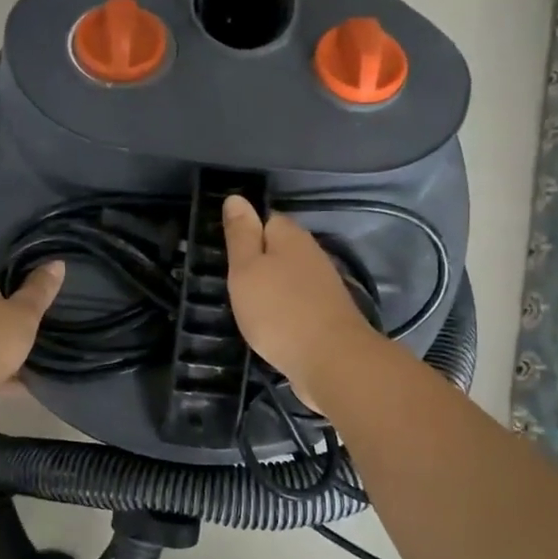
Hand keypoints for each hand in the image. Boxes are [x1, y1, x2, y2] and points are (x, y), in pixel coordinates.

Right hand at [222, 196, 382, 413]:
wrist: (331, 361)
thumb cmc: (278, 311)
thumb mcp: (246, 269)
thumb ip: (240, 234)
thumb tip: (236, 197)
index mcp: (291, 237)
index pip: (265, 219)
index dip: (245, 233)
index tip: (226, 254)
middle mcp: (312, 254)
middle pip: (279, 249)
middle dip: (258, 262)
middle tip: (232, 283)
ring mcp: (324, 286)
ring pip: (289, 277)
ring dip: (271, 288)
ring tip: (247, 305)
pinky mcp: (327, 315)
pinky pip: (298, 303)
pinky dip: (283, 310)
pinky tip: (270, 325)